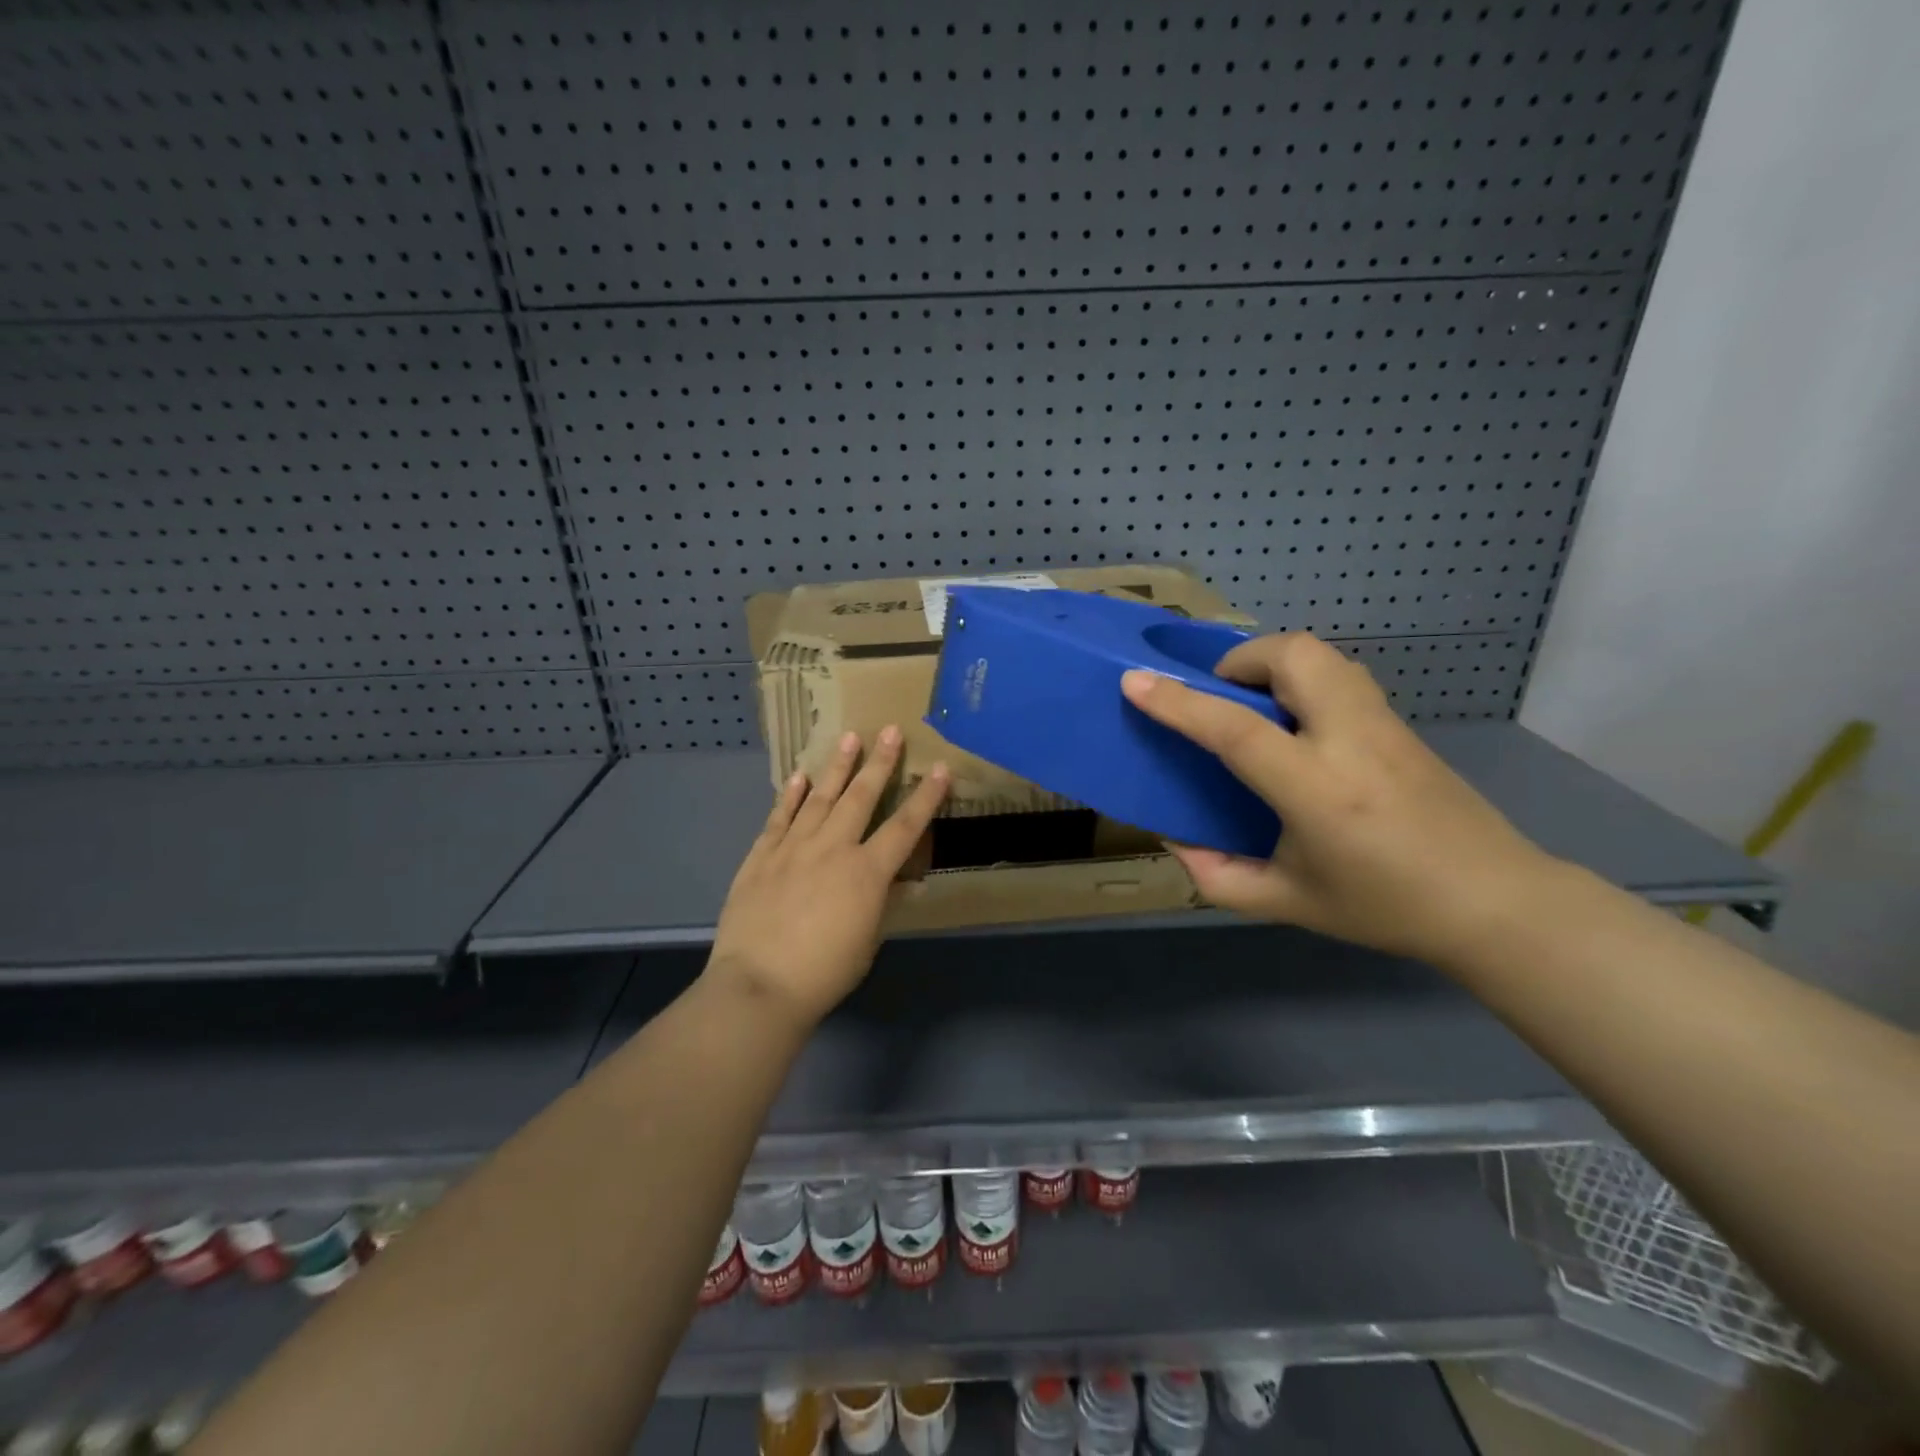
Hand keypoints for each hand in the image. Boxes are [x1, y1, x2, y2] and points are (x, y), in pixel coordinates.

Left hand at [707, 727, 949, 1026]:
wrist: (759, 985)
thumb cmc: (824, 972)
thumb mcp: (867, 940)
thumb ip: (881, 903)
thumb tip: (901, 882)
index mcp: (867, 872)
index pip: (906, 826)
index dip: (926, 796)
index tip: (940, 768)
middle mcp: (833, 849)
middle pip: (861, 797)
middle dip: (879, 762)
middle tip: (889, 730)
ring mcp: (793, 848)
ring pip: (820, 798)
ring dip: (836, 767)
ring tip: (848, 739)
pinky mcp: (761, 856)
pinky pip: (779, 817)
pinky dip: (790, 795)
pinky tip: (799, 776)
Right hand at [1120, 633, 1559, 964]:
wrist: (1495, 902)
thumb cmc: (1384, 907)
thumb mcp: (1287, 903)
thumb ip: (1218, 875)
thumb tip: (1176, 839)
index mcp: (1317, 790)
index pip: (1236, 730)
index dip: (1179, 703)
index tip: (1134, 682)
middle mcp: (1351, 741)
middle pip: (1293, 656)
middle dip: (1240, 659)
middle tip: (1219, 696)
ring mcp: (1383, 725)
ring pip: (1322, 654)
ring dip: (1274, 661)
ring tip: (1254, 703)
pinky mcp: (1401, 724)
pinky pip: (1341, 674)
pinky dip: (1303, 677)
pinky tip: (1297, 723)